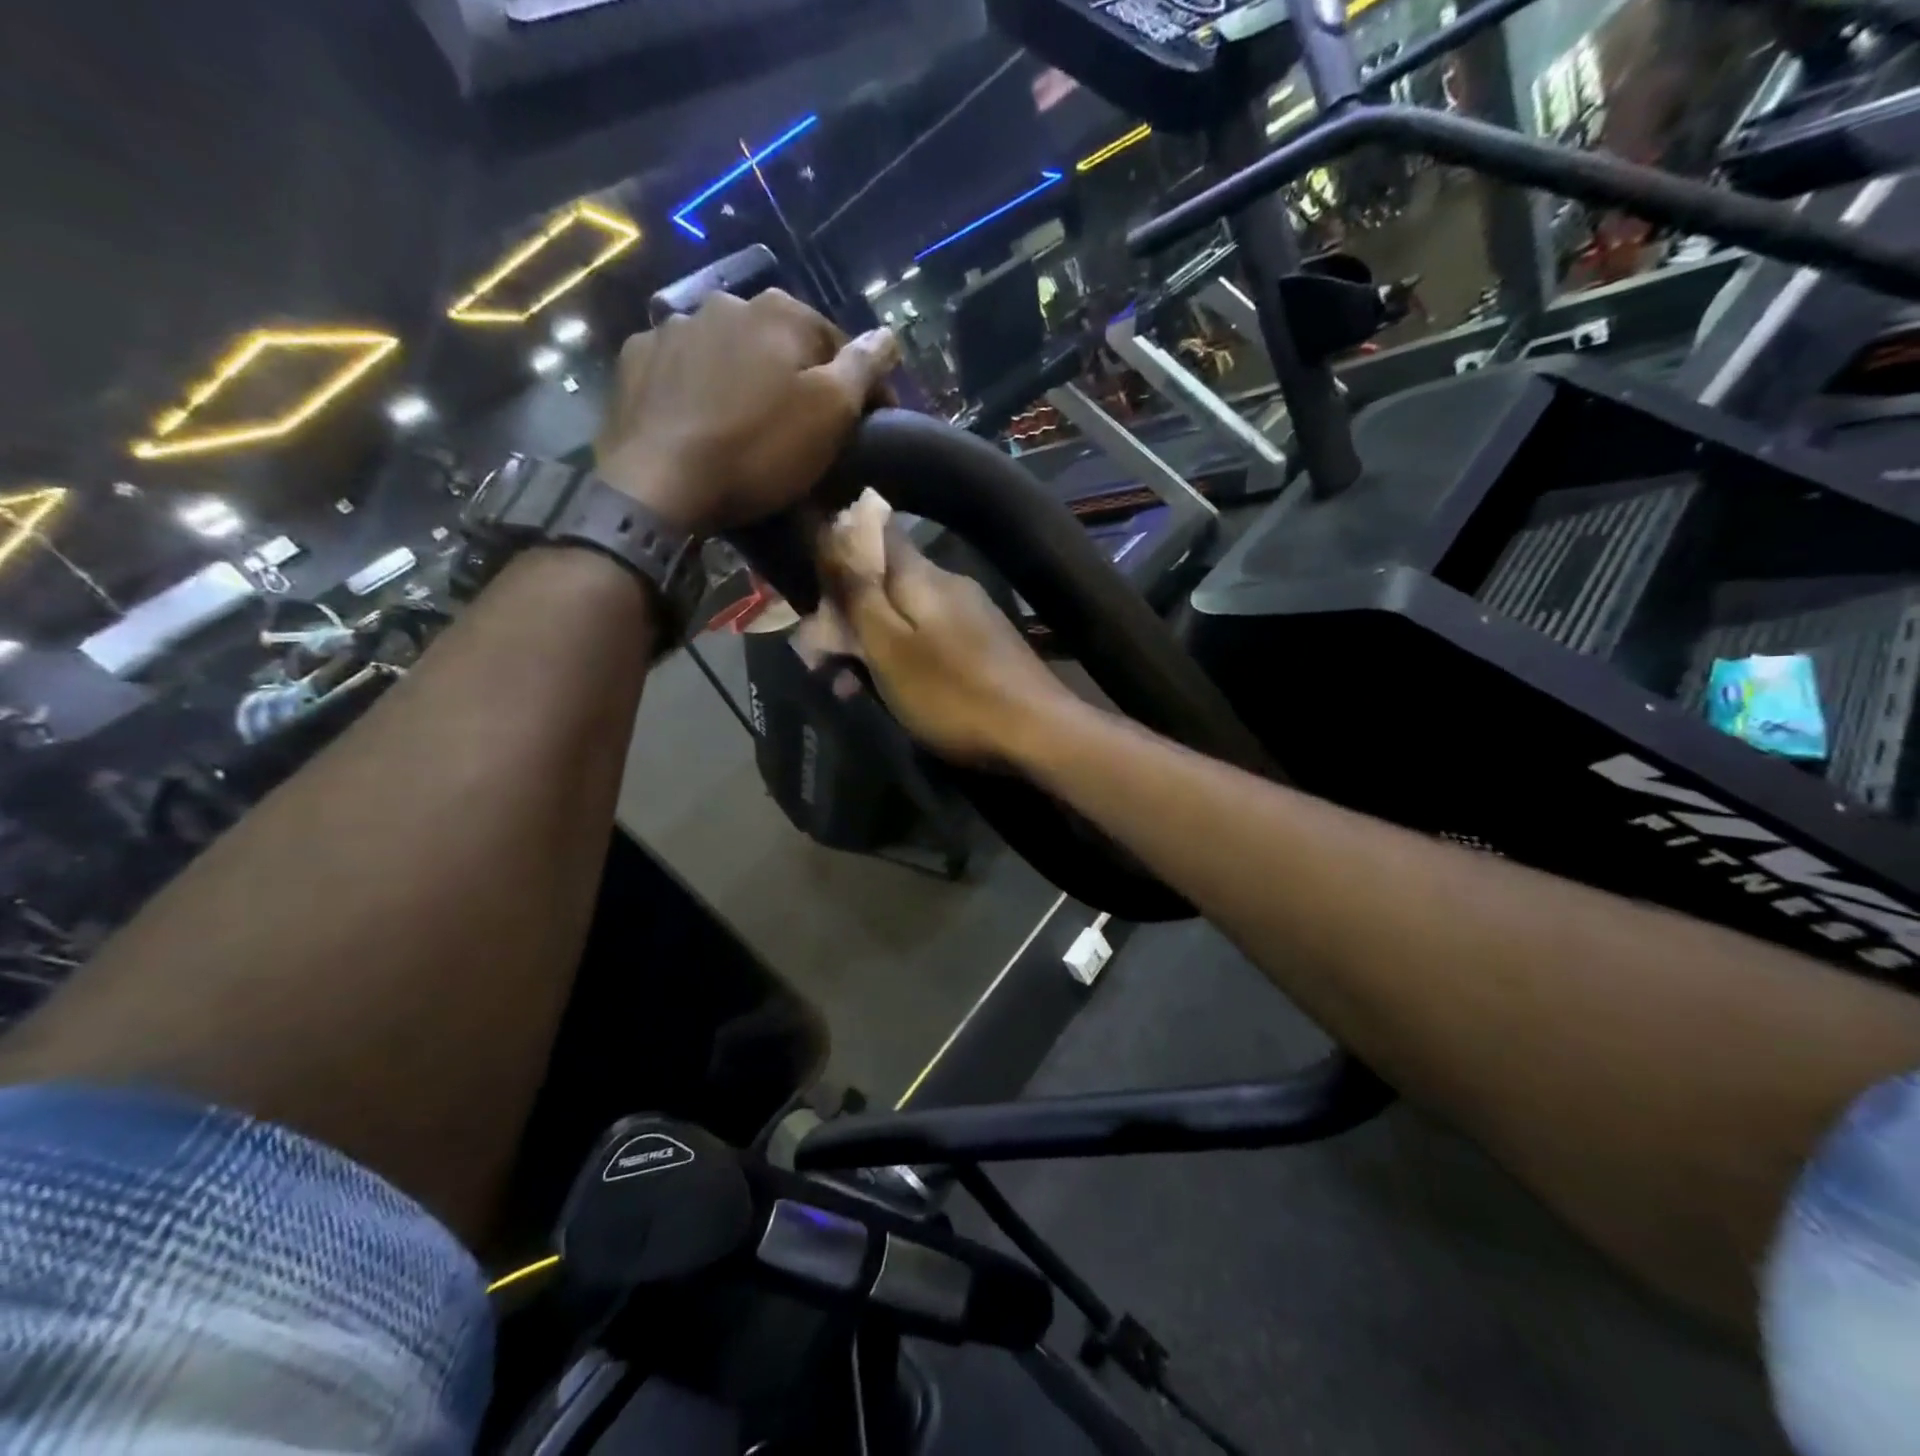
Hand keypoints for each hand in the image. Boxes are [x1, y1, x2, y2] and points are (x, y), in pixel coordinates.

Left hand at [595, 291, 898, 534]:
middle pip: (779, 344)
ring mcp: (674, 328)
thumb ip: (862, 369)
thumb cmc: (759, 450)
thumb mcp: (830, 414)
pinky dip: (698, 388)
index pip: (837, 343)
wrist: (661, 483)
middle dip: (797, 377)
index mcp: (780, 313)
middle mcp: (726, 303)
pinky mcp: (637, 360)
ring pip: (728, 352)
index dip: (859, 385)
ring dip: (745, 379)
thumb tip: (888, 336)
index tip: (869, 425)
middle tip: (804, 428)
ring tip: (748, 425)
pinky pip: (682, 369)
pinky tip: (702, 421)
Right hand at [820, 519, 1083, 766]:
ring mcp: (973, 616)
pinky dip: (906, 660)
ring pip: (908, 616)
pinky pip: (932, 640)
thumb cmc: (951, 693)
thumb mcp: (890, 647)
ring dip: (875, 644)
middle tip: (826, 657)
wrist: (1036, 732)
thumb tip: (832, 531)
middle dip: (851, 612)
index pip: (875, 533)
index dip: (838, 547)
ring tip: (851, 686)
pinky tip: (896, 691)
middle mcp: (950, 584)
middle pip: (888, 581)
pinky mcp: (988, 647)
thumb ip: (859, 594)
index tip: (812, 580)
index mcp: (923, 576)